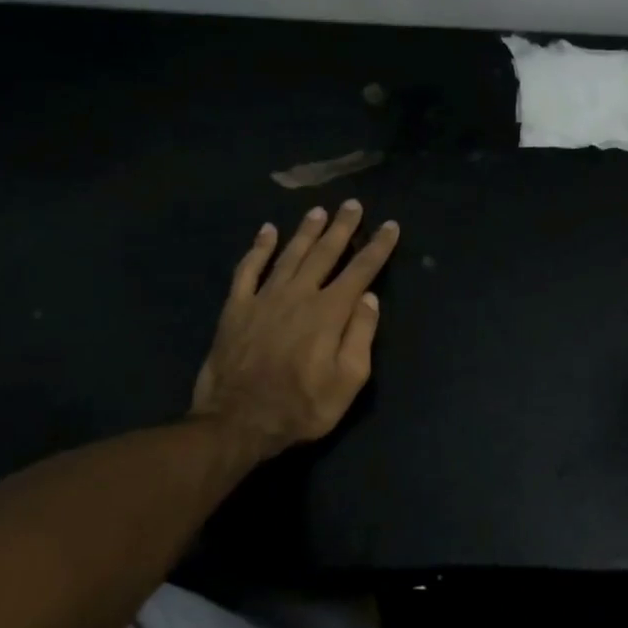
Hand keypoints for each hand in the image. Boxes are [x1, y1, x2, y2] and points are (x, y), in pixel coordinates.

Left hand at [191, 201, 400, 459]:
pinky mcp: (236, 308)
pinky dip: (258, 248)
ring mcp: (264, 298)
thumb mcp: (347, 381)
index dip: (378, 247)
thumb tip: (368, 298)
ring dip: (305, 231)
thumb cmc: (301, 407)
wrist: (236, 422)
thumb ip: (360, 336)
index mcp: (329, 312)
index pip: (361, 270)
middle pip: (325, 253)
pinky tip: (266, 232)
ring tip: (318, 211)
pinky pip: (248, 270)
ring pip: (289, 254)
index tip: (390, 226)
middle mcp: (298, 295)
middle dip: (342, 227)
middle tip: (352, 204)